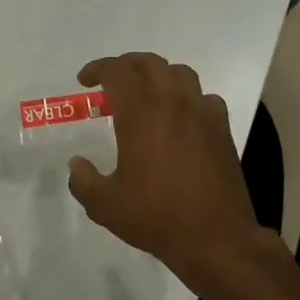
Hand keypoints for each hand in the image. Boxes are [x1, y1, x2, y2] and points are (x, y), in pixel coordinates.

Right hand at [66, 53, 261, 276]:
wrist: (214, 237)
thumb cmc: (155, 216)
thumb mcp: (104, 205)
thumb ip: (83, 181)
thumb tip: (77, 165)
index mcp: (140, 112)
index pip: (116, 71)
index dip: (97, 69)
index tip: (85, 81)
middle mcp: (172, 102)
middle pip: (149, 63)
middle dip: (126, 65)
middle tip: (112, 81)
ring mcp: (202, 113)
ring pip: (180, 73)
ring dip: (159, 75)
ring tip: (147, 94)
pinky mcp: (222, 130)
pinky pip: (205, 98)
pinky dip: (188, 99)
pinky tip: (182, 119)